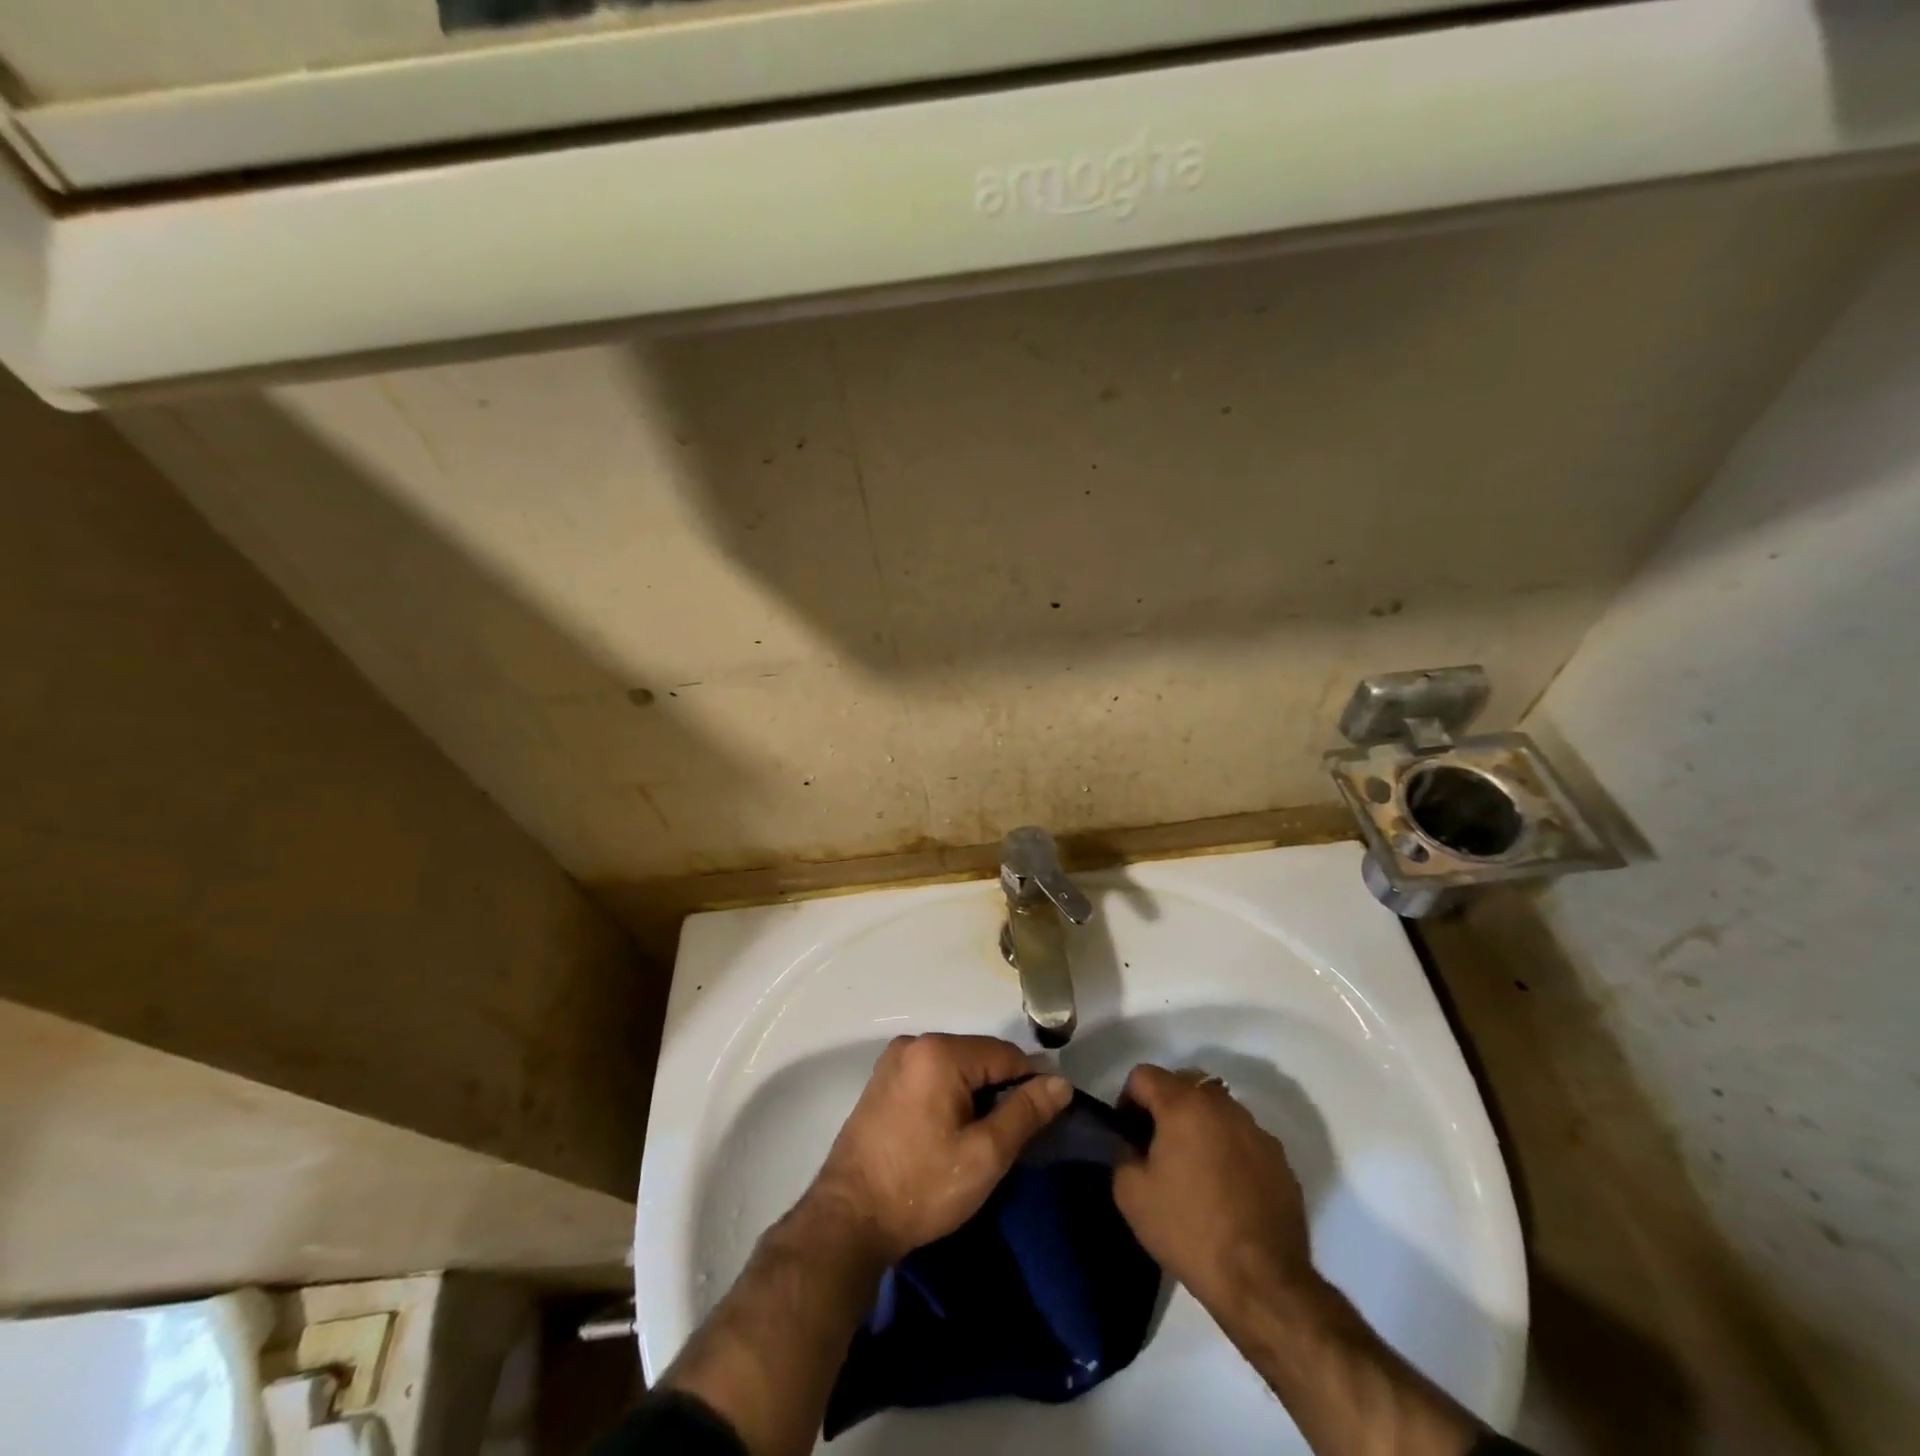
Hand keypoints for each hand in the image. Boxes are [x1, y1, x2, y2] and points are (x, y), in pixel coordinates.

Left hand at [805, 1033, 1071, 1263]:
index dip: (1030, 1085)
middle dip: (999, 1091)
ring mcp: (893, 1061)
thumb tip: (1061, 1081)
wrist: (847, 1220)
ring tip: (979, 1140)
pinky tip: (947, 1133)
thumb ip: (1026, 1112)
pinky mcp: (881, 1081)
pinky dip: (948, 1096)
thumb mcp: (985, 1154)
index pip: (1006, 1055)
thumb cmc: (922, 1187)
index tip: (1041, 1121)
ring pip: (954, 1068)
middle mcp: (914, 1043)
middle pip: (978, 1058)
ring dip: (974, 1095)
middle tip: (1007, 1139)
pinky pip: (930, 1076)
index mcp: (940, 1052)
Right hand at [1112, 1064, 1318, 1320]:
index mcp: (1183, 1104)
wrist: (1263, 1282)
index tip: (1129, 1134)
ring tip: (1196, 1170)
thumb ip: (1123, 1154)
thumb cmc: (1189, 1230)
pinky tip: (1227, 1190)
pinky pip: (1243, 1139)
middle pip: (1184, 1083)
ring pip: (1217, 1110)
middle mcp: (1222, 1105)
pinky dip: (1229, 1150)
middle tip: (1158, 1147)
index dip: (1128, 1100)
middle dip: (1166, 1106)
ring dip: (1200, 1125)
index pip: (1143, 1075)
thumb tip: (1134, 1146)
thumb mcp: (1131, 1195)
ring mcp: (1256, 1130)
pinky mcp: (1280, 1159)